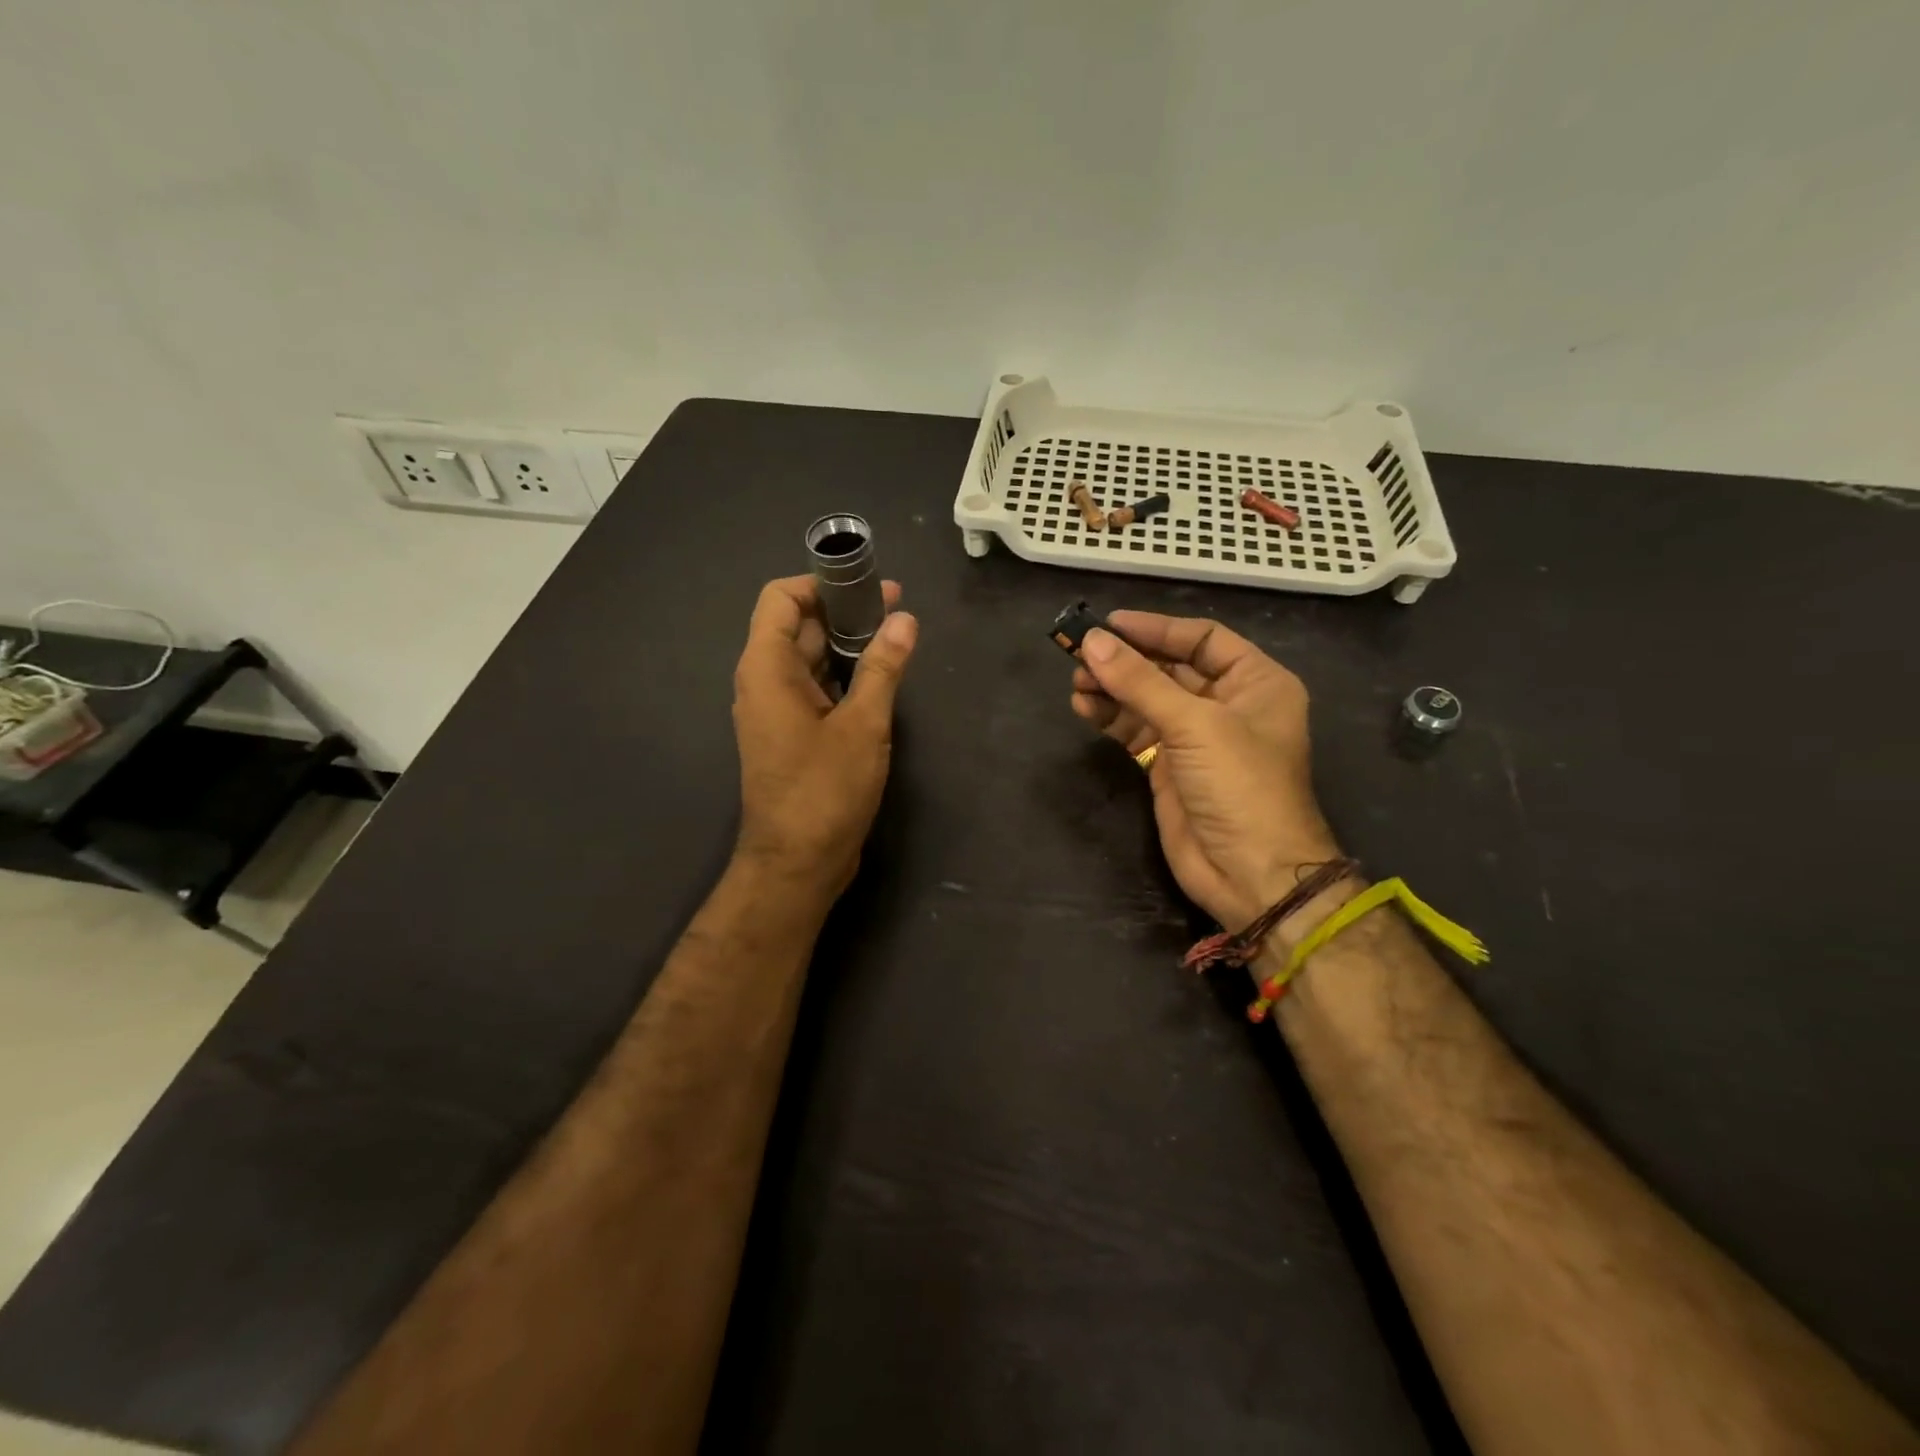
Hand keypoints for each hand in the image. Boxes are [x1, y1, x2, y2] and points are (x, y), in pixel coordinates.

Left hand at [732, 575, 917, 896]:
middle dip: (844, 612)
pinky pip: (814, 689)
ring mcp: (775, 710)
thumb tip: (904, 619)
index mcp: (767, 668)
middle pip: (798, 626)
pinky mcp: (791, 735)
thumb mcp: (863, 725)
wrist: (797, 863)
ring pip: (809, 659)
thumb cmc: (825, 790)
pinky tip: (879, 678)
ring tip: (895, 637)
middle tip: (897, 608)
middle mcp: (763, 682)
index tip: (866, 584)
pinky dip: (843, 676)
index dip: (821, 582)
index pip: (781, 599)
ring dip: (847, 645)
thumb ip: (882, 668)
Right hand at [1070, 611, 1339, 929]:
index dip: (1155, 629)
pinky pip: (1135, 730)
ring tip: (1077, 683)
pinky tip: (1084, 708)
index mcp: (1255, 682)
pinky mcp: (1169, 766)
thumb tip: (1092, 642)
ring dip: (1112, 688)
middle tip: (1080, 655)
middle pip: (1168, 668)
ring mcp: (1196, 737)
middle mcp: (1227, 704)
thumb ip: (1141, 682)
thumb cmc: (1240, 786)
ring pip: (1147, 699)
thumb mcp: (1195, 725)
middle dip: (1126, 661)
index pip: (1201, 639)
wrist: (1250, 873)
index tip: (1109, 624)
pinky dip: (1110, 718)